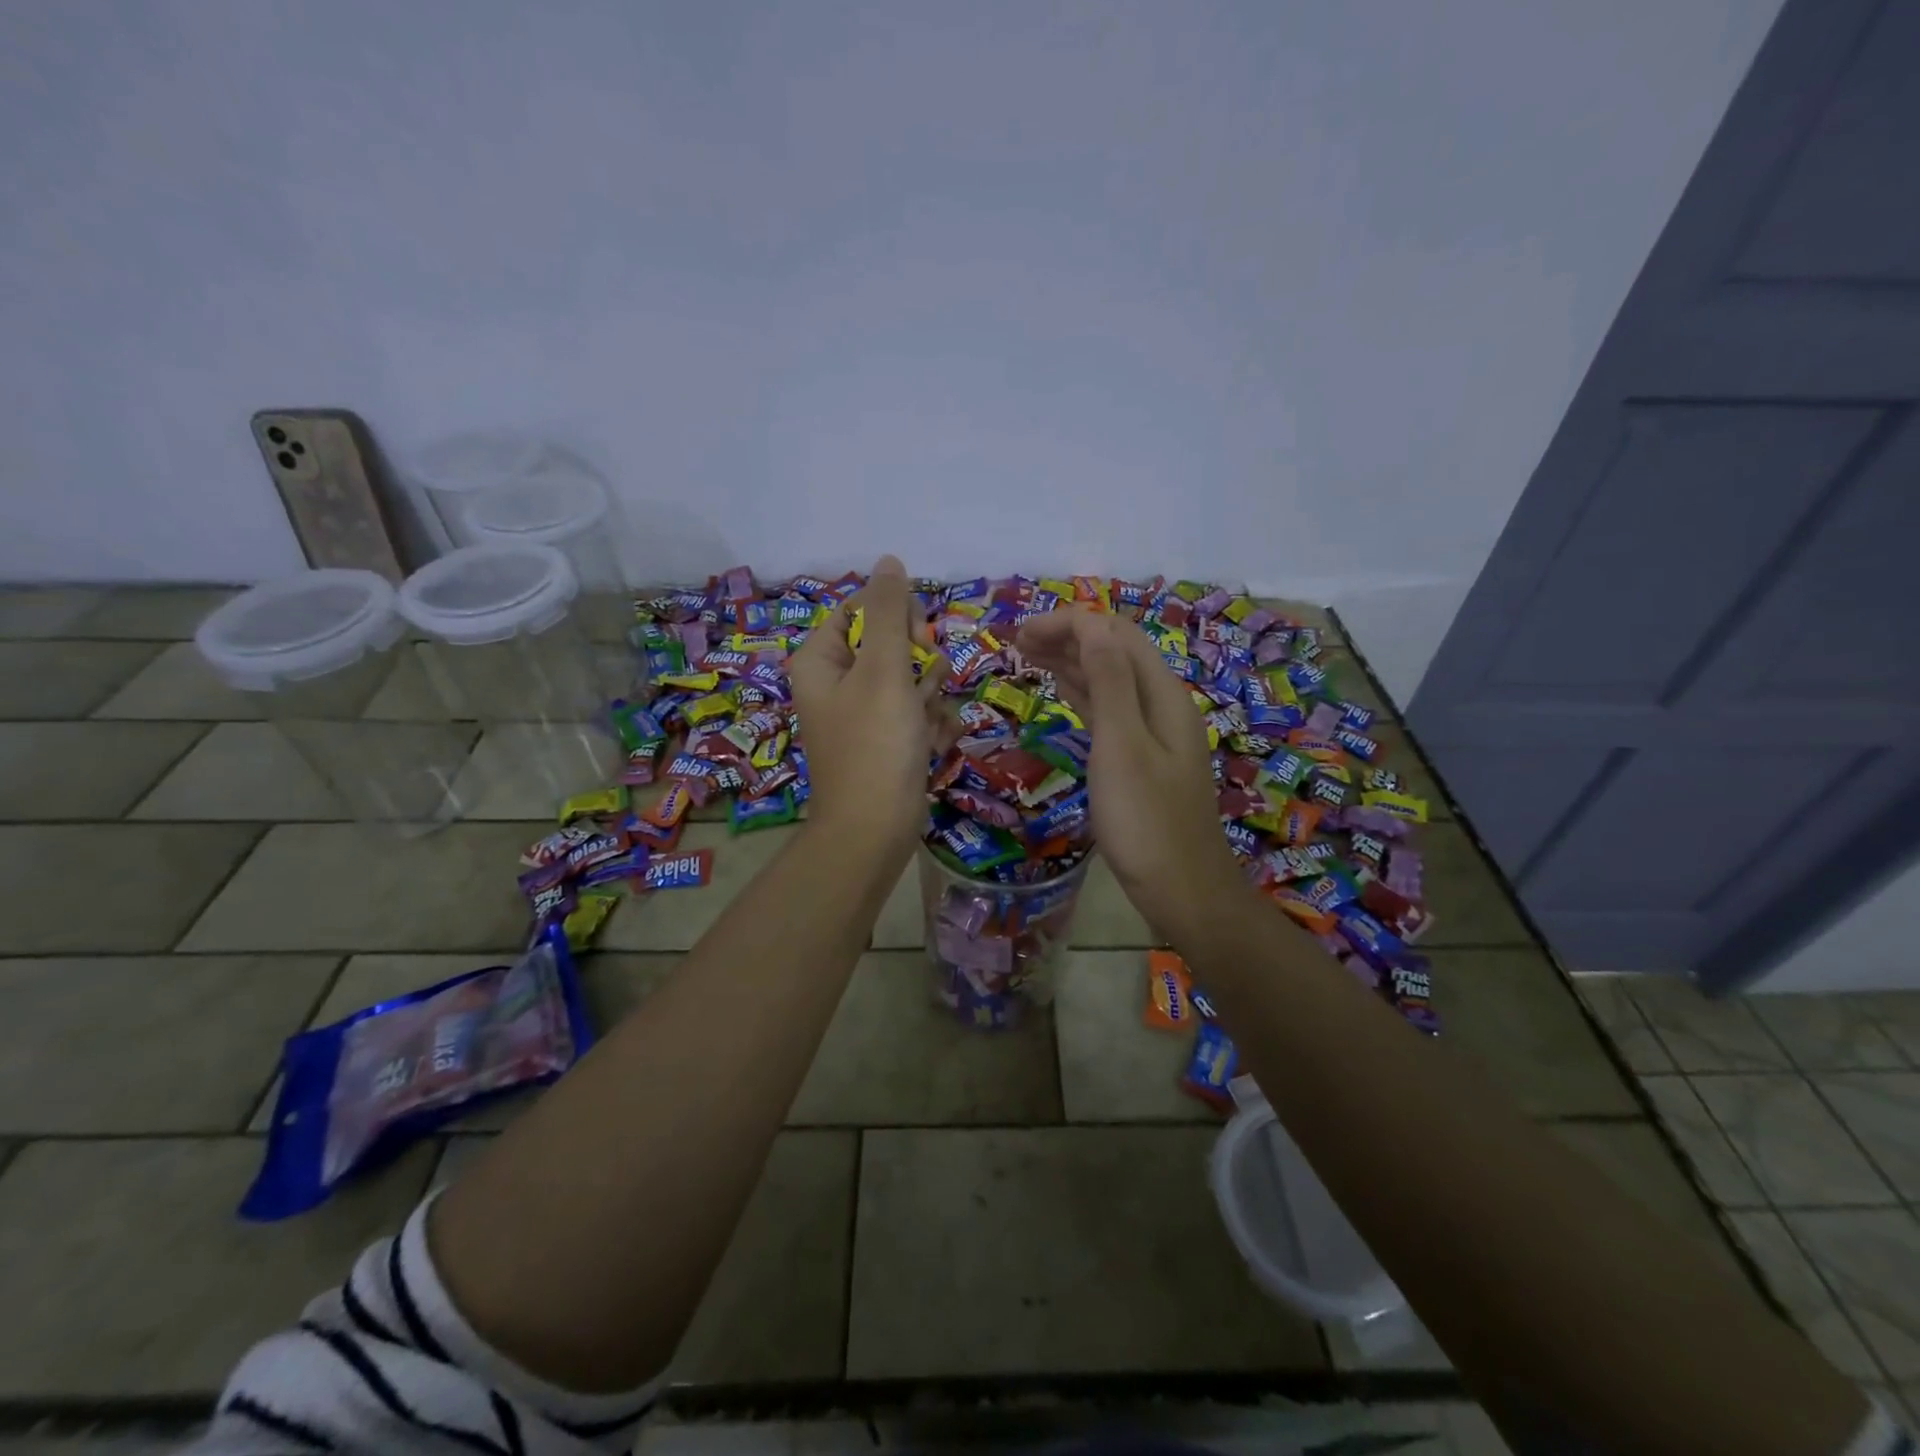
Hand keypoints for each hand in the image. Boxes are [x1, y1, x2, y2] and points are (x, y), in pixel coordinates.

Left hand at [786, 555, 943, 858]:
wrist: (875, 830)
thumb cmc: (875, 744)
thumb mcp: (884, 670)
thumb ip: (889, 612)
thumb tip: (889, 560)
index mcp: (821, 660)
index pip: (861, 610)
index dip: (896, 617)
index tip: (918, 639)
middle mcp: (838, 683)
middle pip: (892, 644)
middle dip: (920, 665)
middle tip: (923, 688)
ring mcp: (864, 715)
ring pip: (913, 680)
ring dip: (931, 698)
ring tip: (925, 727)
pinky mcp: (887, 741)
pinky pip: (918, 714)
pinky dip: (930, 727)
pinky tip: (930, 747)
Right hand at [1017, 609, 1247, 945]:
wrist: (1182, 889)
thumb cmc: (1146, 821)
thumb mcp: (1122, 747)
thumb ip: (1109, 682)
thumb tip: (1091, 625)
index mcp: (1162, 695)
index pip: (1114, 635)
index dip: (1070, 623)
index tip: (1020, 632)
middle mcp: (1160, 704)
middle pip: (1112, 651)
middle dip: (1067, 637)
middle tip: (1016, 640)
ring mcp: (1151, 732)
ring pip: (1108, 679)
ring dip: (1070, 661)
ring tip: (1026, 654)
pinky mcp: (1138, 757)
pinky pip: (1107, 709)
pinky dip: (1080, 692)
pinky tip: (1059, 688)